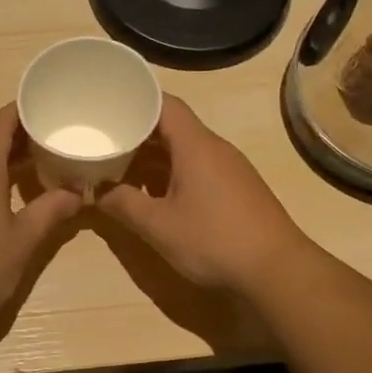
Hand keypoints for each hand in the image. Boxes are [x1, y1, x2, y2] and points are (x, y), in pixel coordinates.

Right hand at [98, 95, 309, 294]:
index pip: (164, 104)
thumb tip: (95, 192)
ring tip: (120, 170)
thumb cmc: (213, 240)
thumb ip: (122, 204)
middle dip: (137, 134)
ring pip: (184, 151)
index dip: (135, 101)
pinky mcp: (236, 190)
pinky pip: (197, 169)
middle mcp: (214, 149)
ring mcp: (229, 169)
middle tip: (104, 143)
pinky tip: (153, 195)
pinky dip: (171, 174)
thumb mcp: (158, 225)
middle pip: (172, 127)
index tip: (108, 109)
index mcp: (196, 145)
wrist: (276, 271)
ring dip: (152, 158)